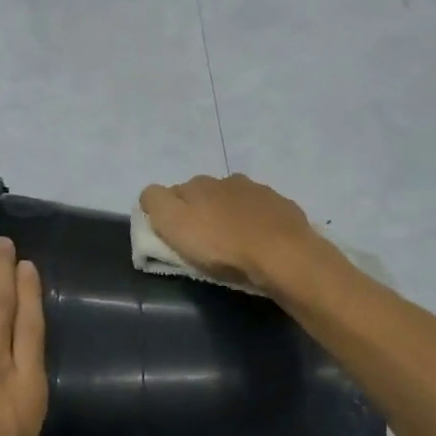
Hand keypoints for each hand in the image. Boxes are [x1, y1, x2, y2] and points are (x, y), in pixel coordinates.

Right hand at [139, 173, 320, 289]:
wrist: (283, 256)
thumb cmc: (222, 245)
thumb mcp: (173, 224)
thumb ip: (155, 202)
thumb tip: (151, 194)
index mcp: (198, 184)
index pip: (173, 193)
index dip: (170, 214)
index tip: (175, 238)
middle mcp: (228, 180)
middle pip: (206, 195)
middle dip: (202, 213)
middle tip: (204, 243)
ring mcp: (259, 192)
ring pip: (235, 201)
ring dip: (231, 217)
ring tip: (234, 244)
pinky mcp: (283, 208)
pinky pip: (262, 213)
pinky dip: (257, 224)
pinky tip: (260, 243)